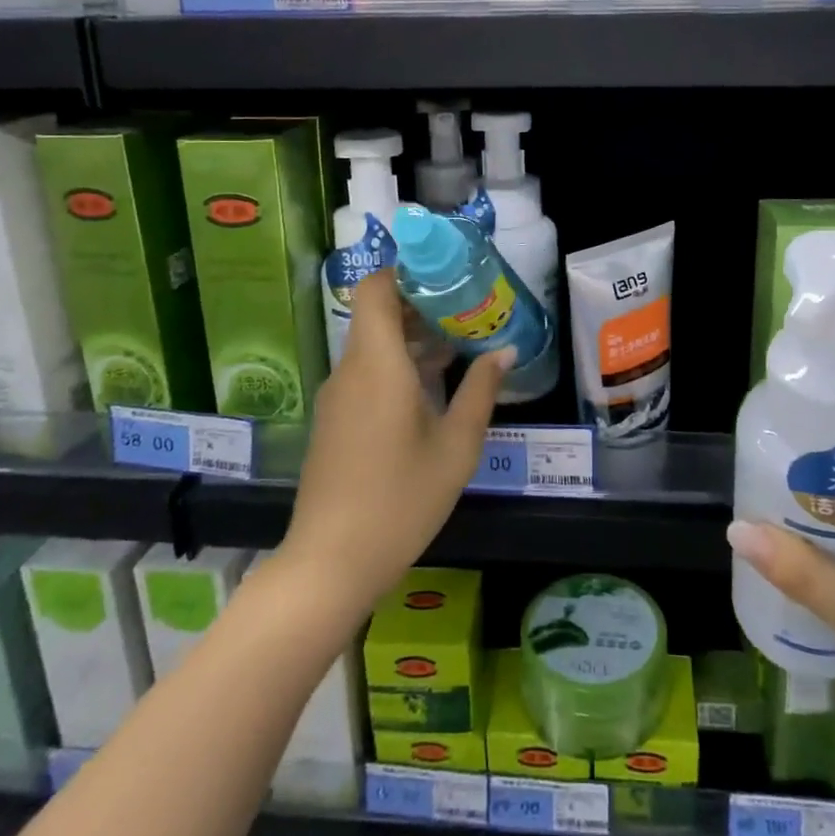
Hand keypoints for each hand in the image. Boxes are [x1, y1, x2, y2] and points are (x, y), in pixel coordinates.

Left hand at [284, 270, 509, 609]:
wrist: (330, 563)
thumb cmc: (401, 499)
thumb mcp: (456, 446)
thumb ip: (480, 391)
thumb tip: (504, 351)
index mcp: (377, 363)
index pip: (376, 287)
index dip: (408, 272)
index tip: (448, 277)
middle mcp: (351, 369)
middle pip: (378, 312)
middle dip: (422, 305)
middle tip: (468, 310)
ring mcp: (338, 395)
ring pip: (373, 344)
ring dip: (412, 337)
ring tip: (460, 345)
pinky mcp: (335, 419)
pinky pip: (366, 372)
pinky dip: (397, 364)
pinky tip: (432, 387)